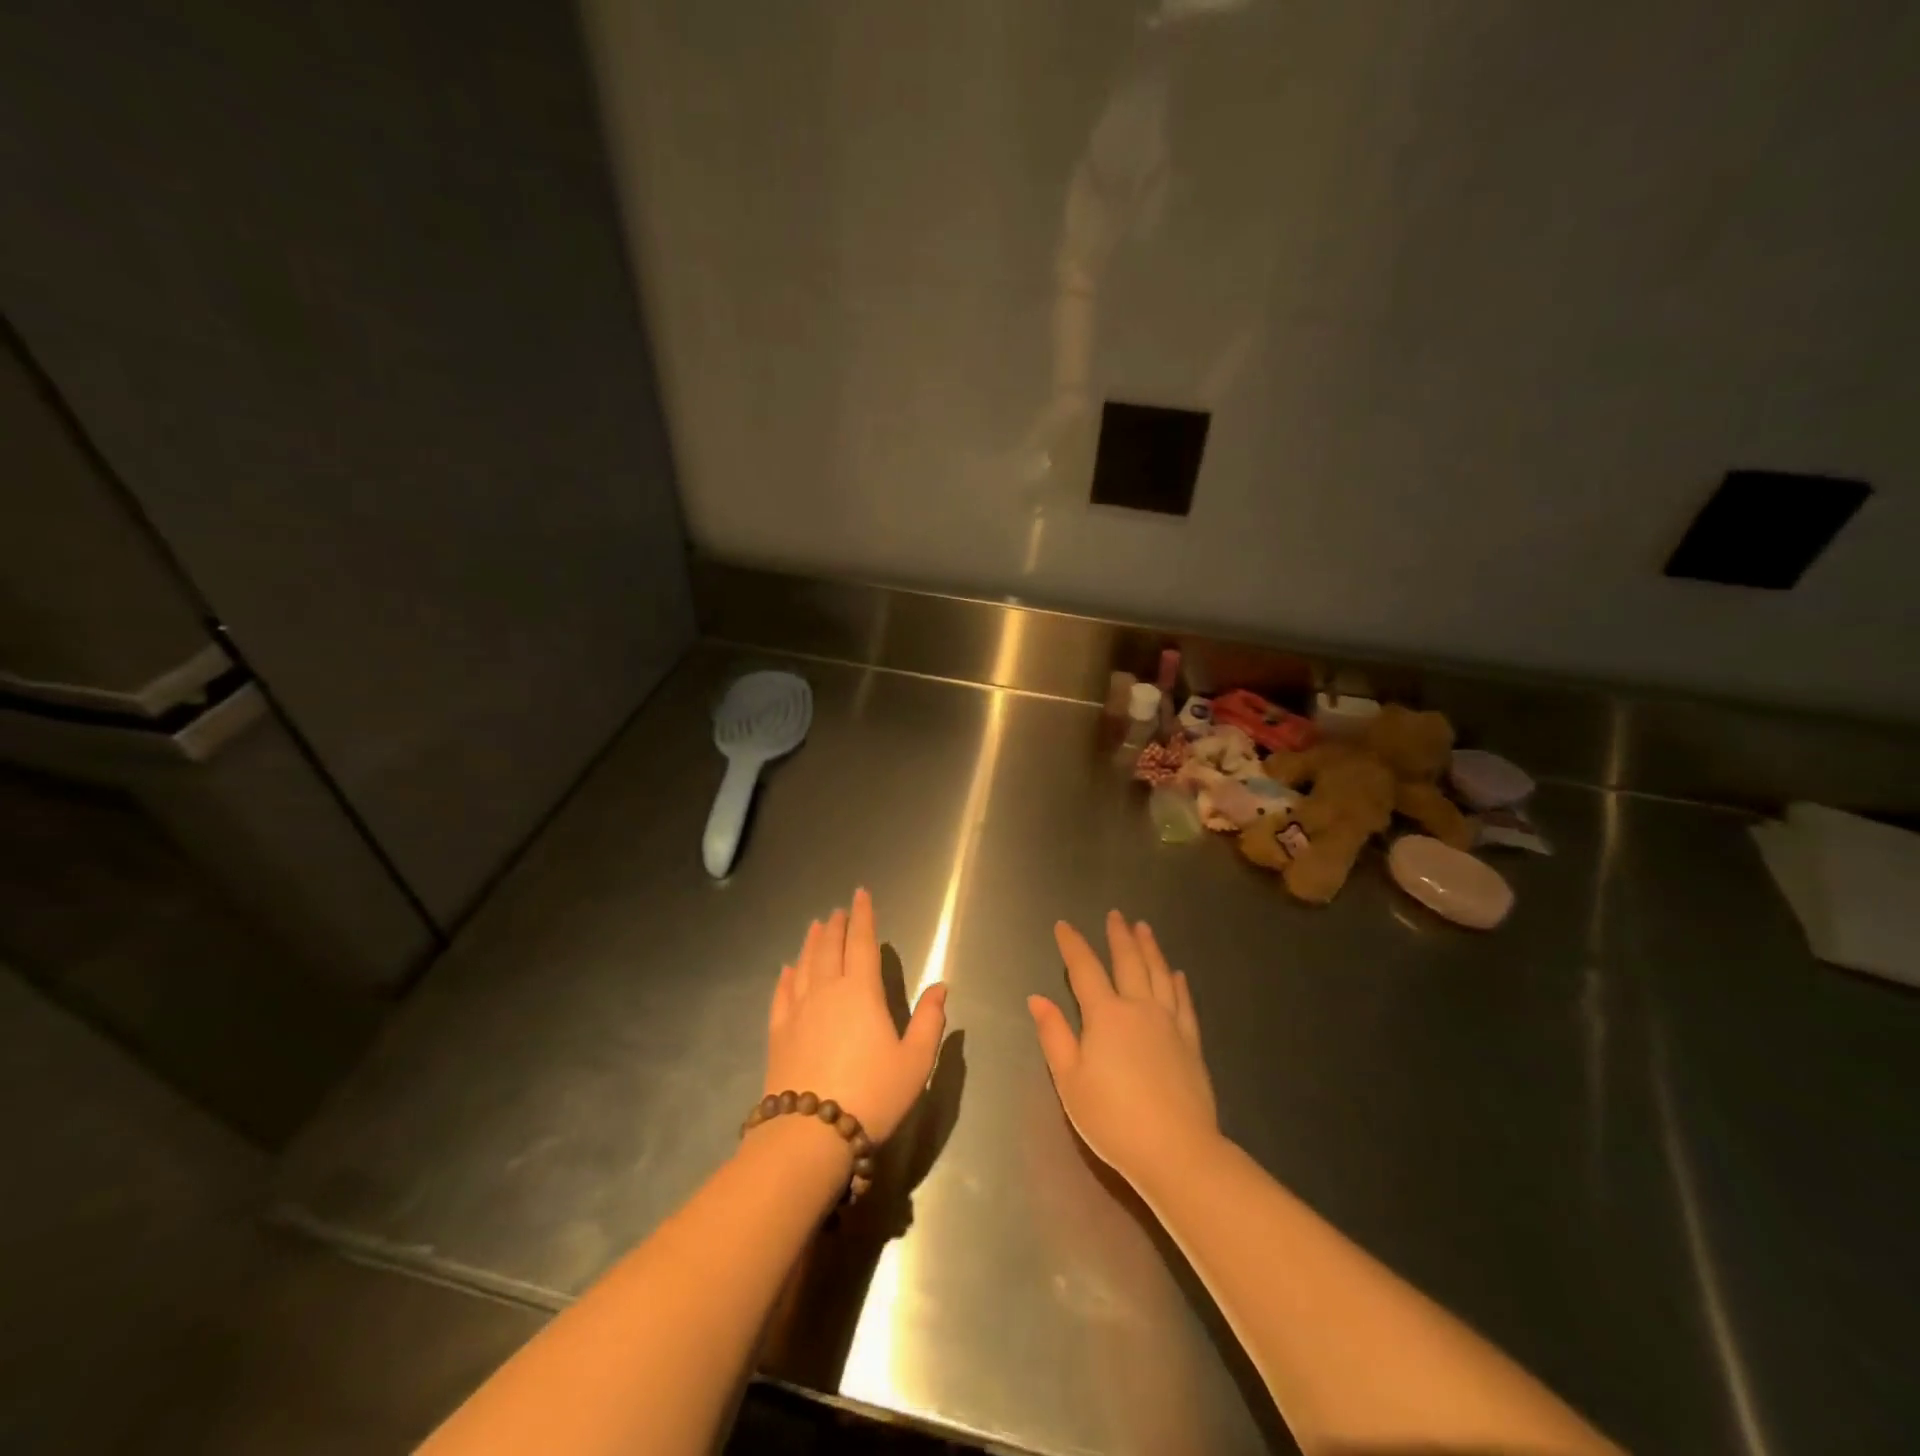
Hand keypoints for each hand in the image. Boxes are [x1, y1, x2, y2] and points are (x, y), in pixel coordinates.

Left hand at [763, 888, 947, 1143]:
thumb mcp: (915, 1062)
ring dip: (811, 942)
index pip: (863, 943)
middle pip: (830, 947)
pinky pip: (781, 995)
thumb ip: (929, 1020)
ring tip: (815, 926)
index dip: (863, 917)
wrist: (811, 1134)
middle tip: (838, 910)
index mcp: (862, 992)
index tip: (861, 894)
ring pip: (805, 965)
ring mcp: (798, 1011)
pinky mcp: (778, 1033)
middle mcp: (827, 991)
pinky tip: (787, 970)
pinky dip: (786, 977)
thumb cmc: (873, 1095)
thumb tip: (941, 986)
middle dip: (836, 925)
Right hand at [1028, 911, 1216, 1194]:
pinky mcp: (1191, 1043)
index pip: (1085, 969)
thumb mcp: (1070, 1081)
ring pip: (1159, 975)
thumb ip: (1054, 1035)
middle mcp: (1139, 1009)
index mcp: (1105, 1015)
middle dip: (1119, 936)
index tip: (1063, 926)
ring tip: (1144, 929)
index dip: (1073, 945)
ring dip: (1150, 949)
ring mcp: (1169, 1024)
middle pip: (1128, 962)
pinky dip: (1178, 984)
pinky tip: (1177, 974)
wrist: (1177, 1151)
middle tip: (1116, 915)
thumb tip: (1037, 998)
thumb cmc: (1113, 1119)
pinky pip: (1184, 1003)